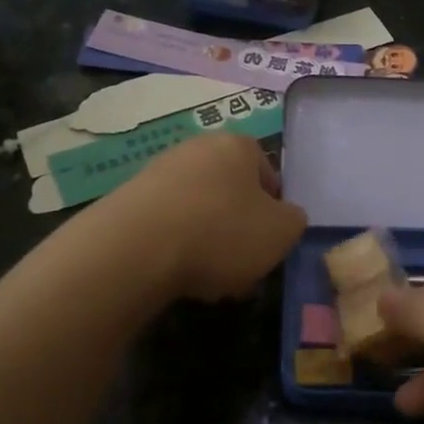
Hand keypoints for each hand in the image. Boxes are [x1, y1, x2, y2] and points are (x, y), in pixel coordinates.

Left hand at [111, 134, 306, 301]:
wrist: (135, 248)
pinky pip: (168, 224)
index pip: (268, 174)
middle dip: (239, 227)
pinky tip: (176, 274)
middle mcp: (197, 147)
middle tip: (242, 264)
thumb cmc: (222, 232)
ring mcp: (159, 171)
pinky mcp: (130, 199)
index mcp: (238, 145)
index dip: (274, 211)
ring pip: (200, 210)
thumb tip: (284, 218)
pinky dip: (177, 246)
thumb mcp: (282, 232)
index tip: (270, 242)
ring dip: (208, 240)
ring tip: (209, 278)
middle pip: (231, 192)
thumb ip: (294, 221)